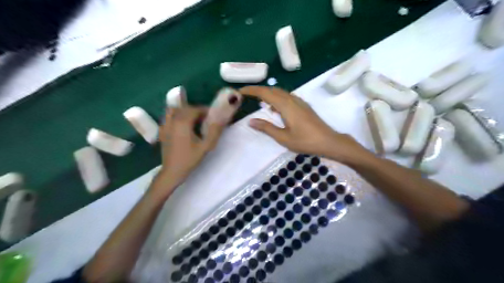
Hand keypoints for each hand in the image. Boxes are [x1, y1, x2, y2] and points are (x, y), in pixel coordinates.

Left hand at [154, 106, 222, 193]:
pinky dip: (176, 117)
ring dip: (184, 111)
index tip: (213, 115)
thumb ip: (214, 131)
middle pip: (185, 108)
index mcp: (183, 122)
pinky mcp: (162, 131)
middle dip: (196, 111)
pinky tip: (182, 126)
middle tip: (206, 118)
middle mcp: (172, 120)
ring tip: (193, 120)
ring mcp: (165, 125)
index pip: (195, 109)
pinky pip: (168, 117)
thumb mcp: (205, 147)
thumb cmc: (189, 159)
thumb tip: (222, 119)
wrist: (172, 171)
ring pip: (174, 110)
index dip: (205, 110)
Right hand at [240, 85, 366, 162]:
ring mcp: (299, 102)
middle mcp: (292, 100)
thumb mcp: (283, 137)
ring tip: (259, 103)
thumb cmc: (305, 141)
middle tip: (247, 96)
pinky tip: (275, 109)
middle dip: (259, 91)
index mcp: (286, 106)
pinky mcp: (304, 106)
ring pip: (280, 93)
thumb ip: (267, 128)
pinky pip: (287, 97)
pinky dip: (277, 99)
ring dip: (268, 94)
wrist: (329, 141)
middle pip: (272, 90)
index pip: (265, 93)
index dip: (252, 90)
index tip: (241, 90)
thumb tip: (251, 121)